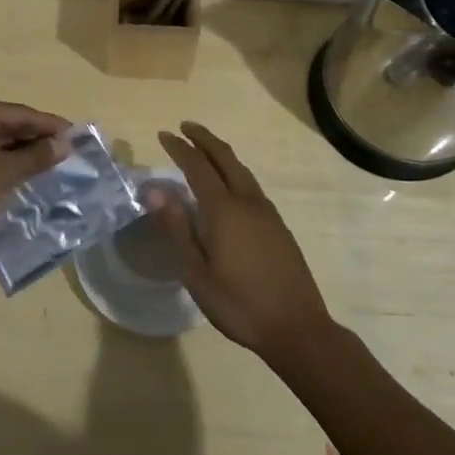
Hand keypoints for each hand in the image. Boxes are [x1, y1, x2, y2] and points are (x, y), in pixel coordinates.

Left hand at [0, 97, 71, 267]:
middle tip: (68, 150)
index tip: (77, 134)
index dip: (49, 124)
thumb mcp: (3, 173)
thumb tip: (66, 144)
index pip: (18, 113)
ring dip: (23, 153)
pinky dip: (6, 164)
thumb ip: (36, 156)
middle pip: (7, 125)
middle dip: (36, 138)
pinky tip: (26, 174)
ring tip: (54, 163)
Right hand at [151, 122, 334, 363]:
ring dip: (221, 154)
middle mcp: (248, 202)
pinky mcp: (278, 226)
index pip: (197, 167)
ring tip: (204, 150)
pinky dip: (234, 172)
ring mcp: (268, 213)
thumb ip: (177, 229)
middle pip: (225, 158)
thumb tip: (156, 192)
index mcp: (225, 211)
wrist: (297, 328)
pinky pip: (251, 186)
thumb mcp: (197, 273)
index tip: (164, 135)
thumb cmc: (239, 304)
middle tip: (185, 127)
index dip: (180, 149)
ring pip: (242, 170)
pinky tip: (229, 186)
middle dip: (204, 139)